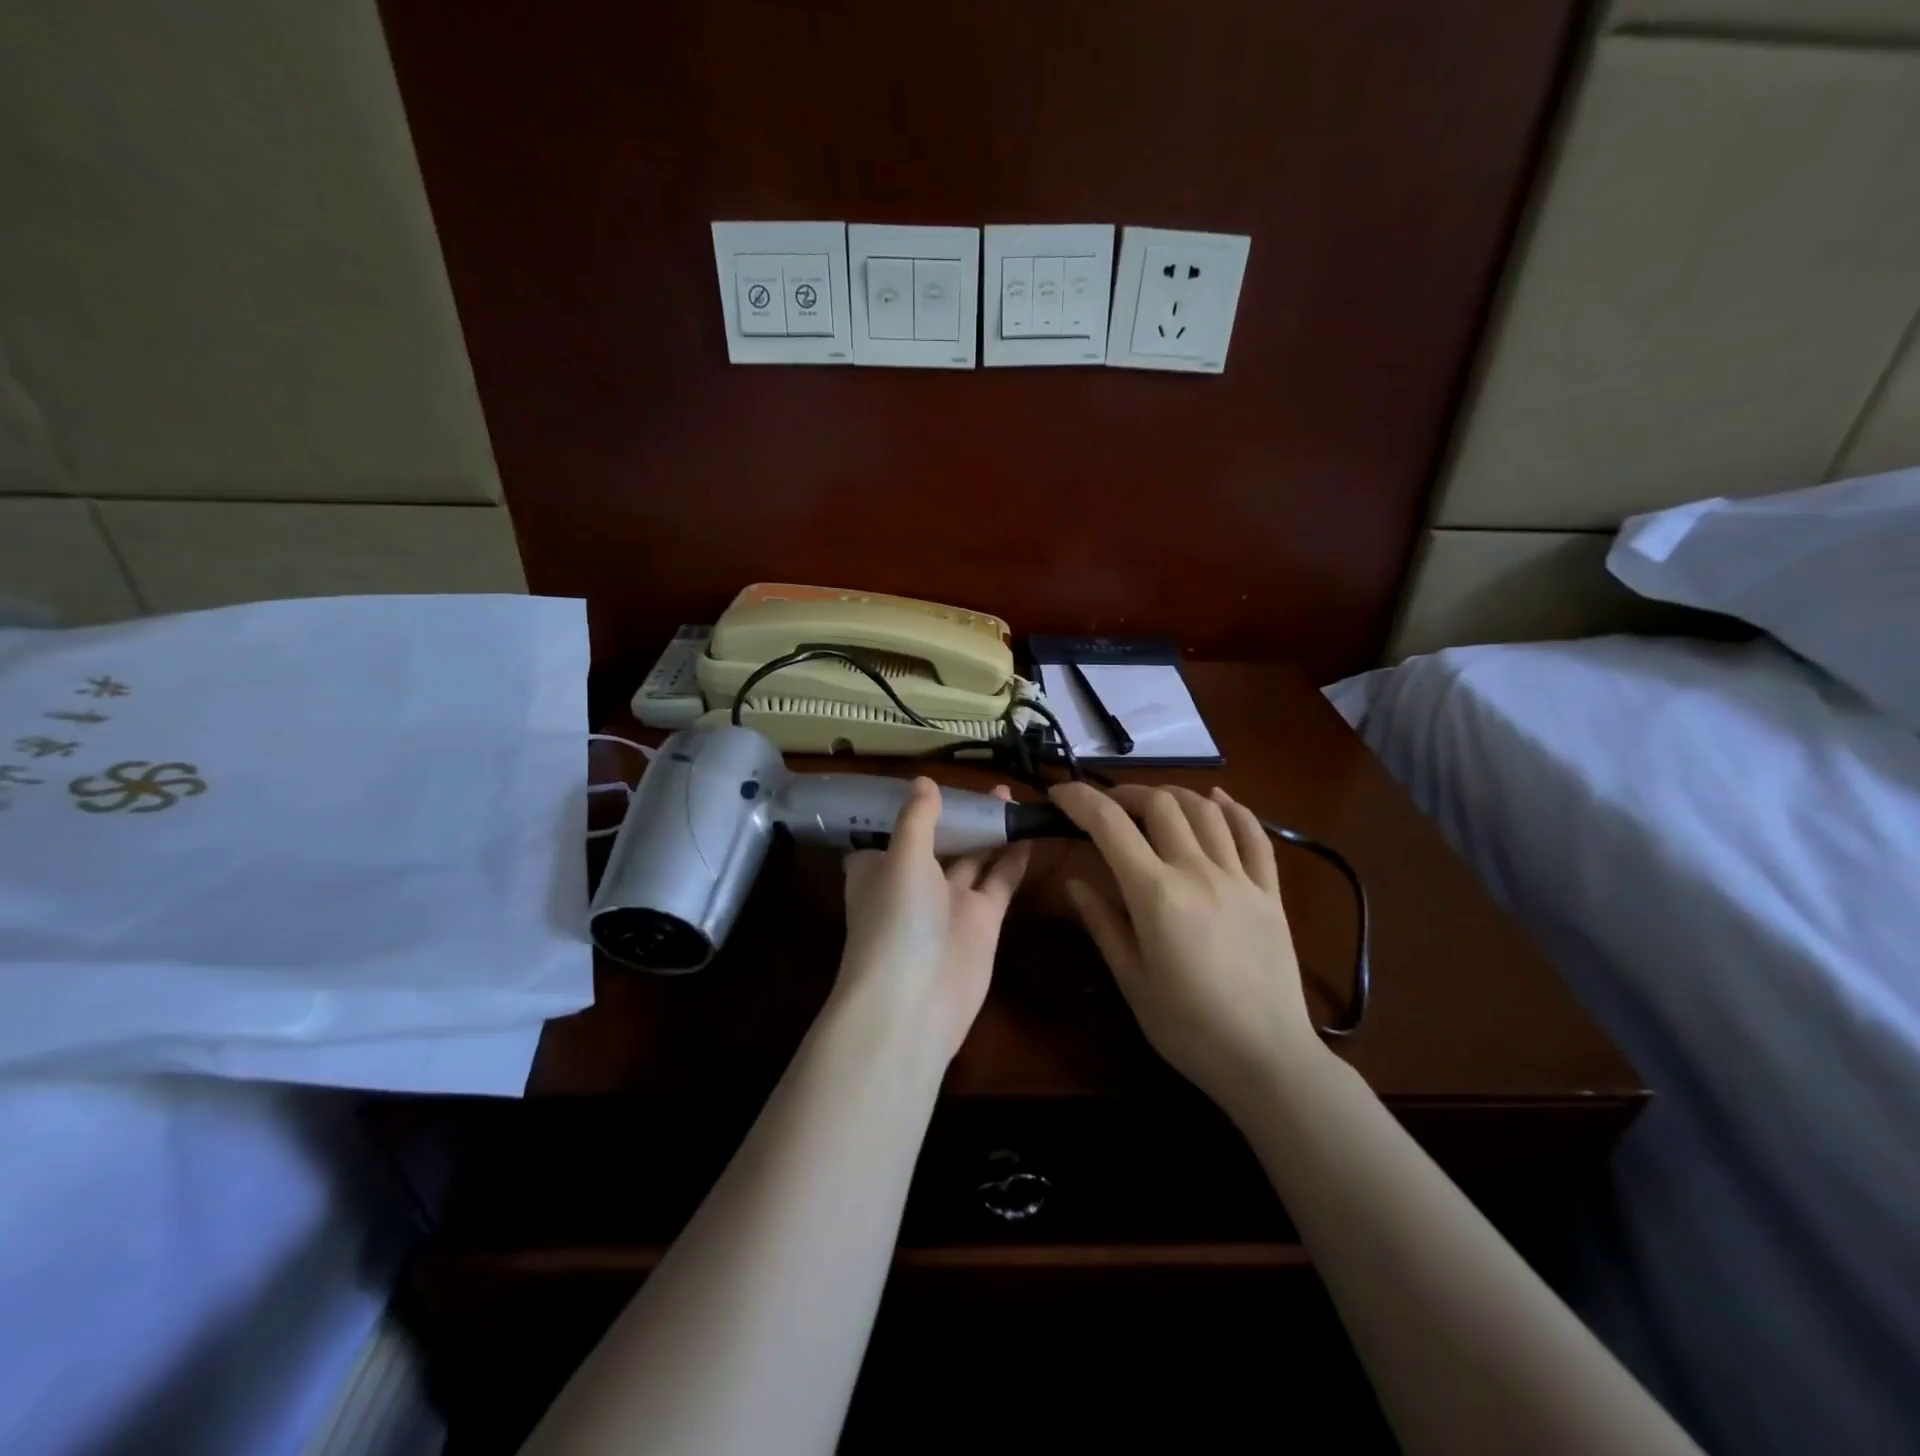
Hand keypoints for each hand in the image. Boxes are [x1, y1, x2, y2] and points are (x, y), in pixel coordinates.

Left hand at [835, 778, 1031, 1064]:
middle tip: (988, 786)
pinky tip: (1028, 830)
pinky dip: (1013, 857)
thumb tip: (924, 781)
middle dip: (960, 815)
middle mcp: (913, 883)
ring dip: (989, 830)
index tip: (932, 784)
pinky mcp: (982, 921)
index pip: (892, 833)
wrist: (915, 1002)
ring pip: (973, 858)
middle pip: (939, 842)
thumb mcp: (902, 858)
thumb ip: (917, 819)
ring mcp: (950, 904)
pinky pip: (999, 881)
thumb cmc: (897, 920)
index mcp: (880, 868)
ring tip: (1011, 796)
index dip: (910, 811)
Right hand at [1050, 782, 1320, 1111]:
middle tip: (1104, 809)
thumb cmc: (1187, 1027)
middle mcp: (1197, 871)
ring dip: (1171, 796)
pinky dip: (1233, 810)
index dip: (1079, 799)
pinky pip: (1254, 835)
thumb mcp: (1131, 979)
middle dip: (1123, 794)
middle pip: (1159, 804)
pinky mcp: (1270, 892)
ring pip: (1205, 810)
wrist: (1266, 1059)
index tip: (1058, 795)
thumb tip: (1075, 883)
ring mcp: (1239, 878)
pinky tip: (1217, 801)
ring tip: (1150, 805)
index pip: (1109, 823)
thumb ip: (1102, 922)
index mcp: (1155, 893)